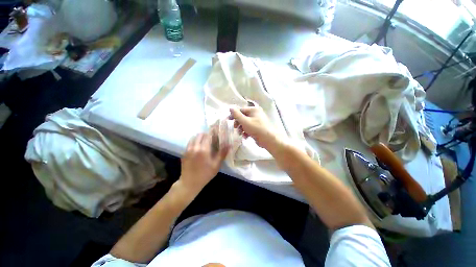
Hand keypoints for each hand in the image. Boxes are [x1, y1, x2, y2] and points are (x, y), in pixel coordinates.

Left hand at [179, 133, 228, 195]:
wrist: (189, 183)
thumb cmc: (205, 174)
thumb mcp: (216, 165)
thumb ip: (222, 153)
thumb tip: (229, 144)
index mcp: (203, 149)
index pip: (208, 135)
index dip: (213, 133)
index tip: (216, 133)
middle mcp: (195, 147)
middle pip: (200, 135)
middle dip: (206, 135)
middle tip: (211, 139)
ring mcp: (188, 149)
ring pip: (194, 137)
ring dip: (199, 138)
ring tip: (204, 143)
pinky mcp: (184, 152)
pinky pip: (190, 143)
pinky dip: (194, 142)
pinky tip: (198, 148)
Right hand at [229, 106, 284, 149]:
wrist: (268, 139)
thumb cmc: (256, 129)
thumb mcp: (244, 121)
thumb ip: (236, 115)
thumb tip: (230, 108)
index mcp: (253, 110)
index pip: (241, 110)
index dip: (234, 115)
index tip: (228, 120)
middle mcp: (256, 114)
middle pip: (243, 117)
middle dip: (238, 123)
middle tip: (235, 128)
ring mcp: (257, 121)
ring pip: (245, 123)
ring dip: (241, 128)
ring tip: (240, 134)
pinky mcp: (258, 128)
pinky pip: (249, 128)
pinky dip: (246, 132)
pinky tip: (245, 137)